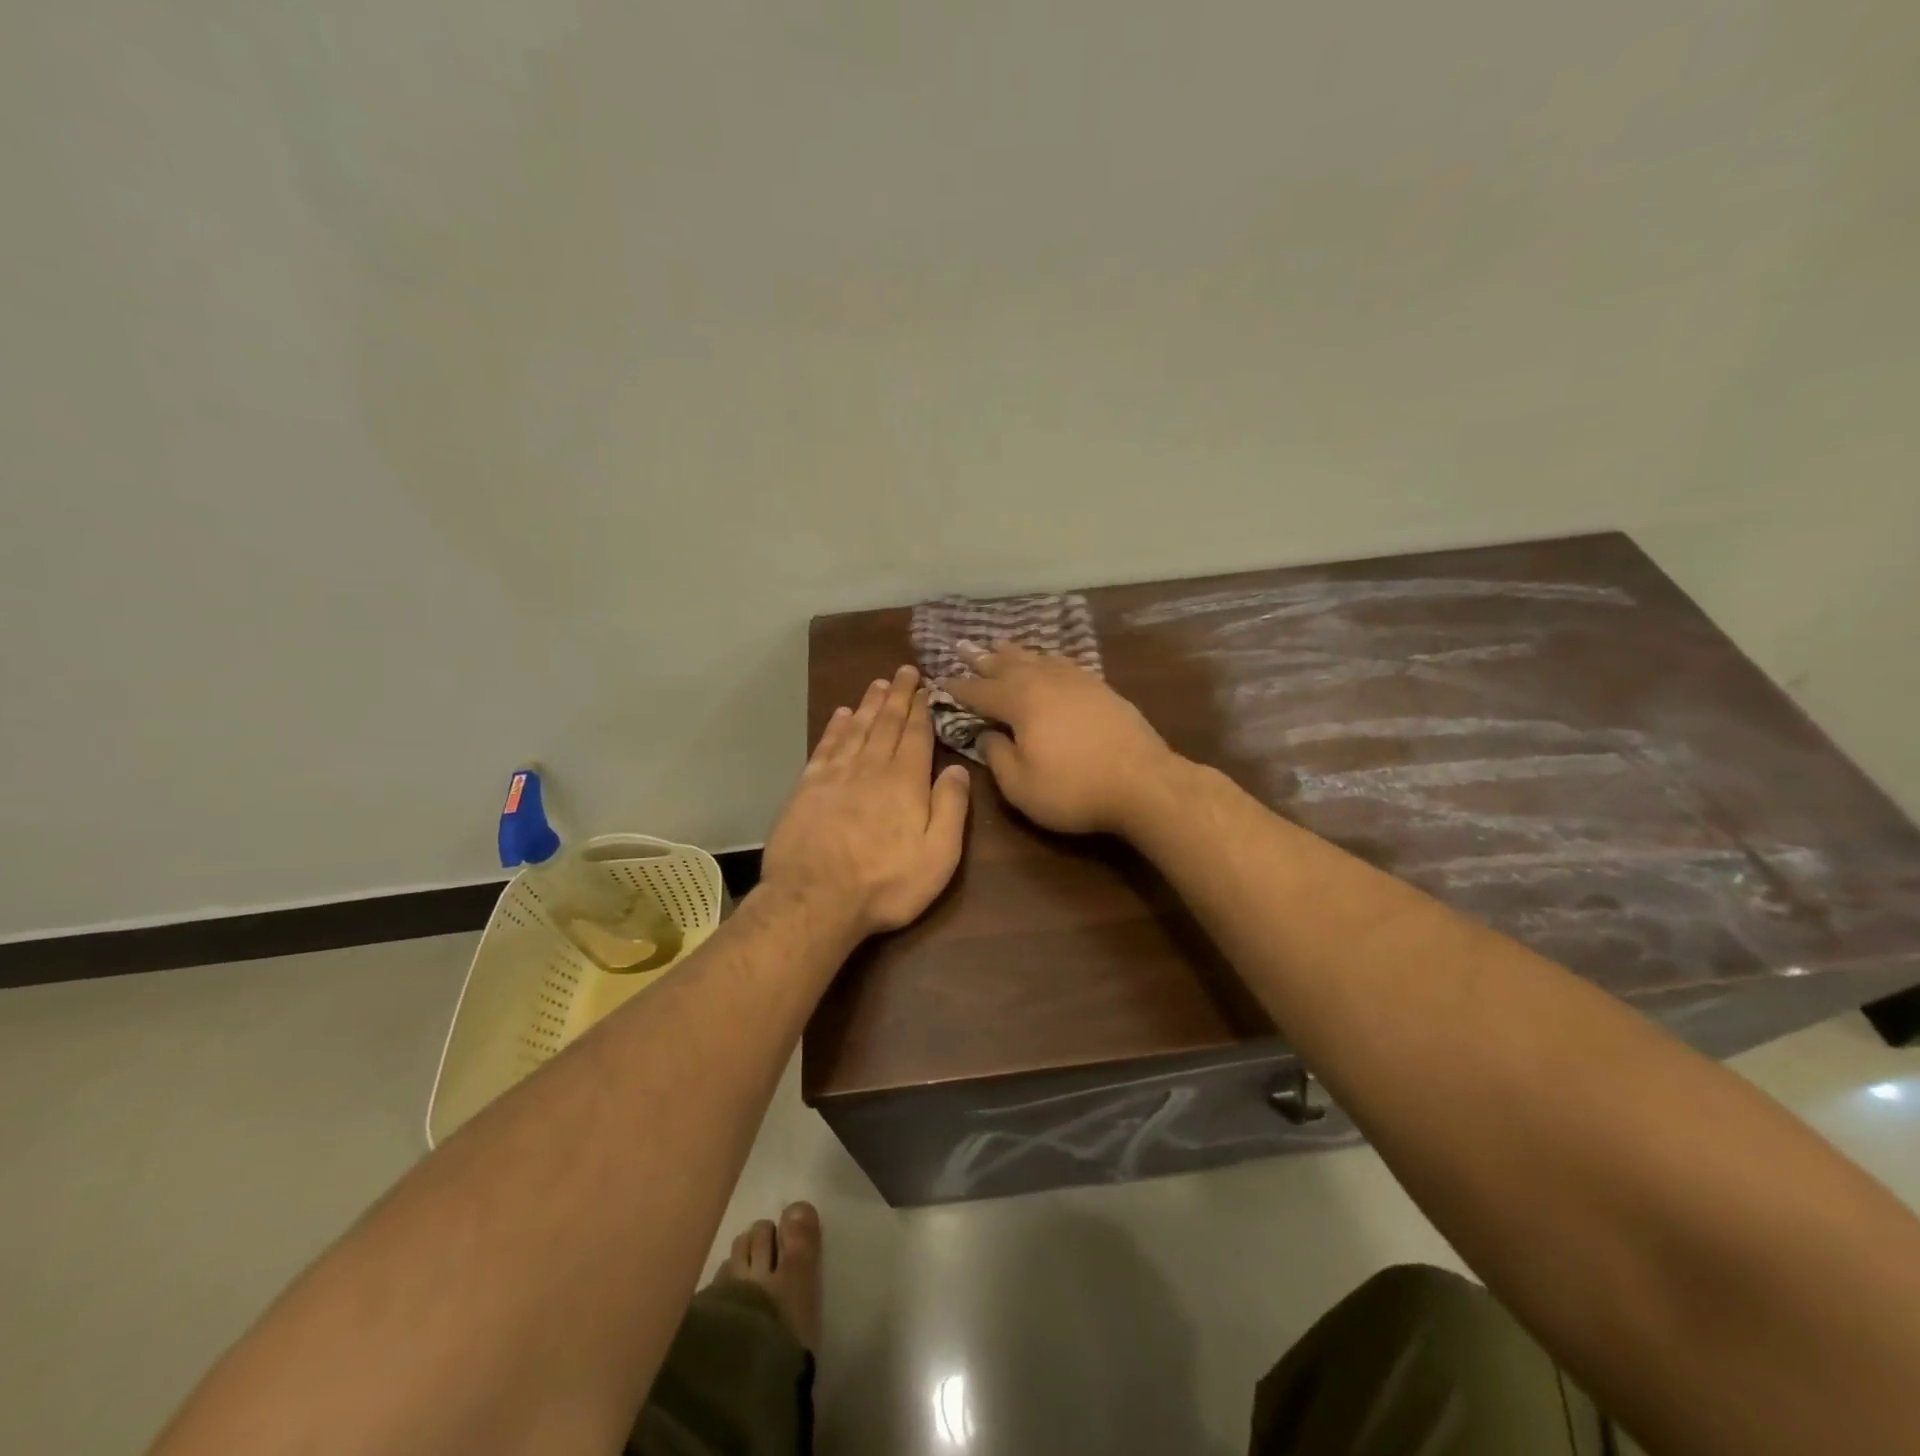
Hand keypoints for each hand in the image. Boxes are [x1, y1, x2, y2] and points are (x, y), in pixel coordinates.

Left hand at [761, 665, 971, 937]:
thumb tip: (958, 768)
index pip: (916, 736)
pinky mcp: (807, 788)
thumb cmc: (885, 884)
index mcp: (906, 782)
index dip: (921, 709)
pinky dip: (835, 728)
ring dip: (869, 704)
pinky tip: (841, 715)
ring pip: (856, 729)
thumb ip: (951, 808)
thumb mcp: (938, 856)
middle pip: (887, 724)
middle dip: (898, 696)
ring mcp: (835, 776)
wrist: (814, 900)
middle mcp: (871, 768)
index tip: (924, 686)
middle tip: (903, 671)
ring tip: (878, 684)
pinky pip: (825, 747)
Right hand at [941, 640, 1178, 834]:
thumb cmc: (1074, 789)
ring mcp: (1077, 681)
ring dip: (1014, 653)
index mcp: (1020, 702)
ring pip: (1037, 659)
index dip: (958, 687)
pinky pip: (1064, 664)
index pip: (980, 691)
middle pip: (1007, 665)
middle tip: (962, 646)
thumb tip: (985, 736)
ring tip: (999, 645)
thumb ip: (997, 757)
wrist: (1144, 783)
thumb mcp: (1021, 785)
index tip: (940, 680)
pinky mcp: (1101, 688)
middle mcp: (1045, 681)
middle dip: (982, 658)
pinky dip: (1047, 659)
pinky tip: (1048, 661)